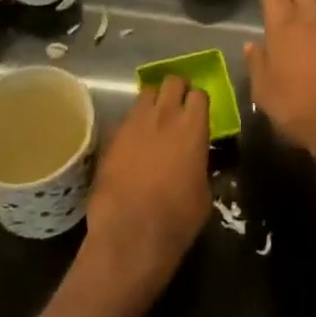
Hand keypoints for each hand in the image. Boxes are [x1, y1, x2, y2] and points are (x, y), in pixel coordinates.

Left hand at [82, 76, 211, 299]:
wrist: (130, 235)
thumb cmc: (177, 219)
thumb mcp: (203, 192)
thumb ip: (200, 163)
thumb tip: (194, 158)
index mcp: (193, 127)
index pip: (200, 94)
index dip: (199, 102)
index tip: (198, 113)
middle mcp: (165, 115)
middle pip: (172, 81)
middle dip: (177, 90)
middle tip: (178, 107)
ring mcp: (135, 123)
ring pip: (146, 94)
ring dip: (153, 103)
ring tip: (154, 121)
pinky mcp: (112, 136)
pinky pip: (126, 118)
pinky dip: (133, 125)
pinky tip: (133, 143)